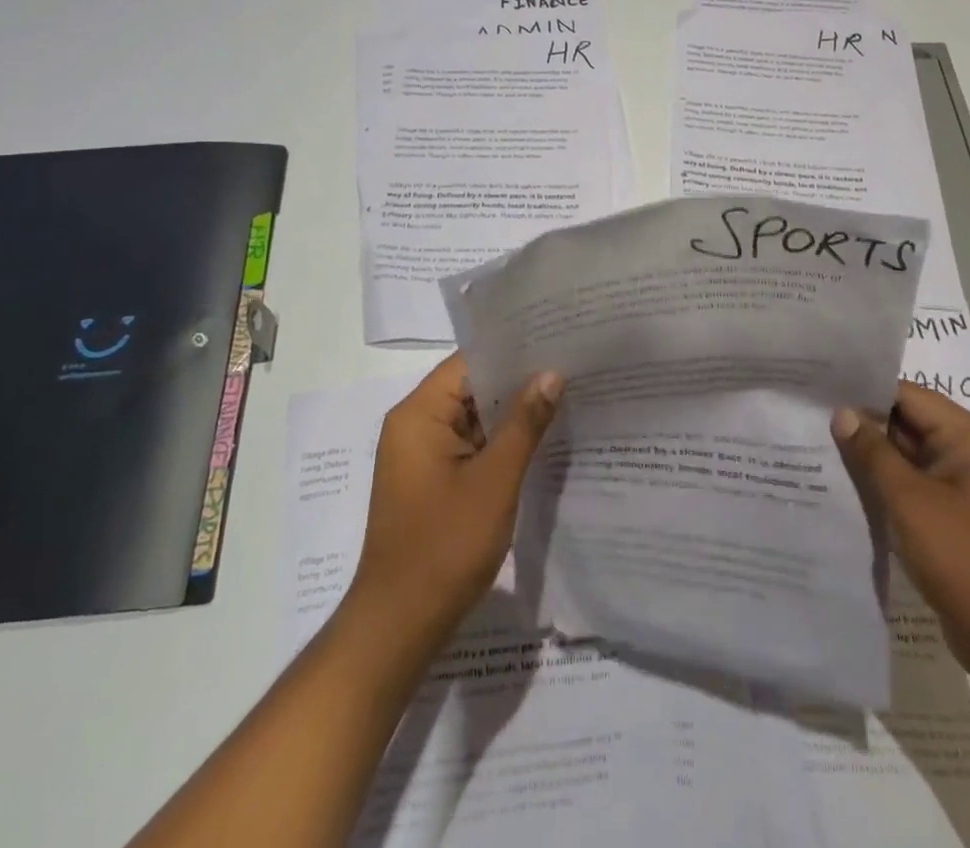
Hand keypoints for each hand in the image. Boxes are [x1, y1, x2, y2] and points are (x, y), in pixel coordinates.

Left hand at [348, 352, 564, 646]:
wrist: (398, 627)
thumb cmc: (444, 547)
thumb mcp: (494, 481)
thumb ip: (524, 424)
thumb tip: (551, 373)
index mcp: (418, 414)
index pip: (469, 361)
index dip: (513, 349)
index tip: (556, 341)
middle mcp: (414, 425)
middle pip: (471, 387)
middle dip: (518, 382)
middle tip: (572, 368)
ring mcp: (420, 455)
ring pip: (473, 418)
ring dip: (511, 415)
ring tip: (566, 398)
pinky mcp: (430, 481)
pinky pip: (469, 446)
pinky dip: (499, 443)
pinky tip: (540, 442)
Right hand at [832, 380, 969, 691]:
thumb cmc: (963, 559)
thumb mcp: (909, 499)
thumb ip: (872, 452)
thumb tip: (842, 413)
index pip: (909, 396)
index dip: (865, 392)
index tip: (821, 389)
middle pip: (908, 423)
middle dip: (864, 424)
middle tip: (812, 417)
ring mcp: (964, 488)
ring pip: (908, 456)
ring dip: (871, 456)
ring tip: (819, 446)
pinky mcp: (955, 517)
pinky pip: (913, 486)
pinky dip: (885, 484)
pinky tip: (846, 485)